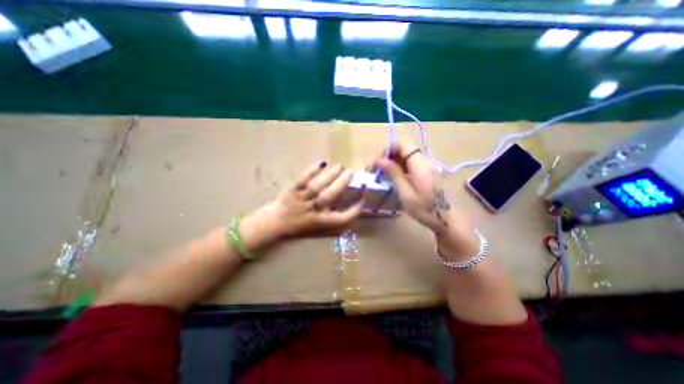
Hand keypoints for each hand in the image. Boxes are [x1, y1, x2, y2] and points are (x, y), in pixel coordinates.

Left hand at [241, 160, 365, 250]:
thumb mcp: (318, 226)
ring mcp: (301, 200)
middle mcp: (312, 210)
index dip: (355, 210)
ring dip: (330, 175)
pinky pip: (302, 180)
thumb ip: (333, 217)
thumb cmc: (299, 225)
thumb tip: (349, 204)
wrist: (275, 222)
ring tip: (340, 166)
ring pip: (317, 186)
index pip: (342, 218)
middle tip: (351, 173)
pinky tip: (321, 164)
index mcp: (321, 221)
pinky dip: (312, 171)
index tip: (362, 199)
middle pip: (329, 196)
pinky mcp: (292, 191)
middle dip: (341, 184)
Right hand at [372, 141, 452, 234]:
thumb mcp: (406, 193)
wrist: (447, 219)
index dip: (387, 149)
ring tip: (383, 174)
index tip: (378, 163)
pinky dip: (400, 166)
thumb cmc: (425, 209)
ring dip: (393, 161)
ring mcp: (428, 165)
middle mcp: (425, 161)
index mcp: (420, 165)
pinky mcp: (428, 171)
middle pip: (404, 148)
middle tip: (377, 169)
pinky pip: (412, 162)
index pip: (402, 144)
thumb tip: (380, 160)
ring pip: (407, 155)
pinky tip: (394, 177)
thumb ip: (394, 174)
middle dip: (388, 156)